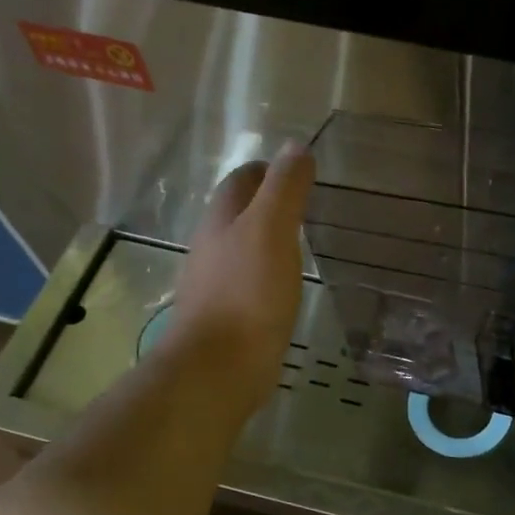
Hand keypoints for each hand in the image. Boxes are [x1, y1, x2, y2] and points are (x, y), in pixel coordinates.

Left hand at [165, 145, 315, 416]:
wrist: (220, 367)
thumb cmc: (248, 292)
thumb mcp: (271, 229)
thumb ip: (284, 188)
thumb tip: (294, 147)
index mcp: (220, 221)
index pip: (240, 182)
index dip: (265, 171)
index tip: (294, 169)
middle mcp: (211, 248)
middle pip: (236, 214)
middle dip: (264, 203)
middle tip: (303, 204)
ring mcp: (215, 285)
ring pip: (241, 249)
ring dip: (265, 240)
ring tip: (299, 241)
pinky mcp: (227, 317)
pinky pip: (248, 283)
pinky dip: (266, 273)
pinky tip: (285, 285)